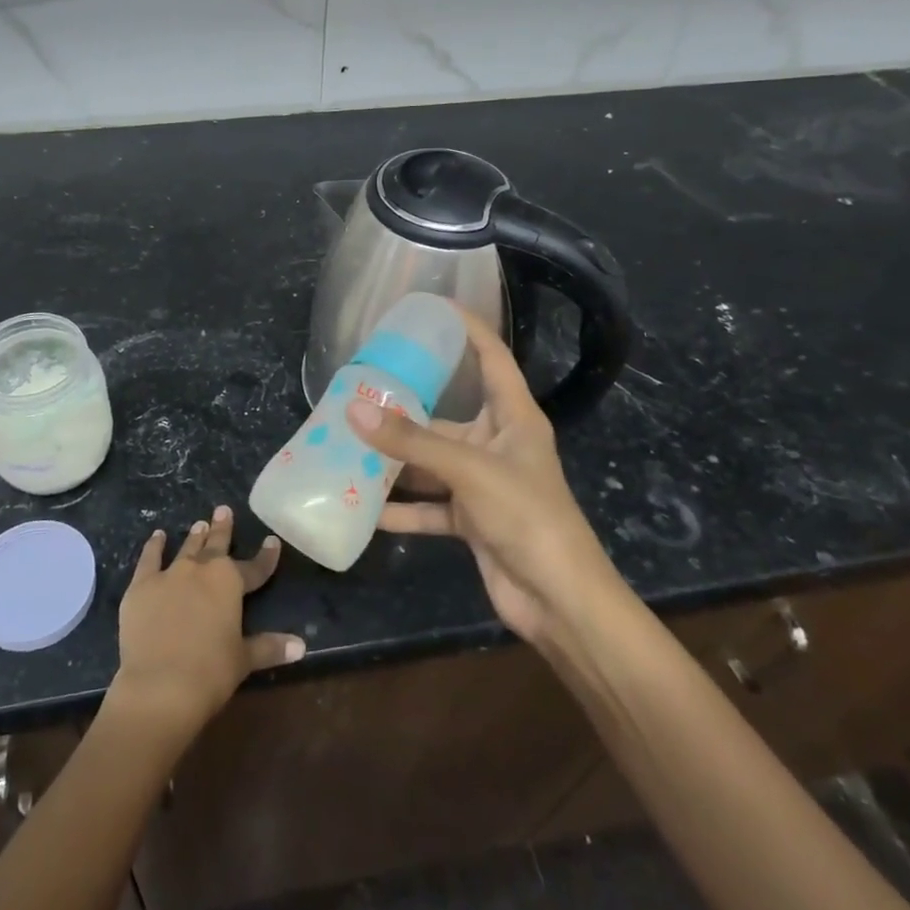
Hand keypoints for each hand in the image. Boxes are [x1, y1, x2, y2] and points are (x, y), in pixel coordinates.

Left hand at [109, 505, 304, 739]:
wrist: (160, 685)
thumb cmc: (210, 672)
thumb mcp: (244, 659)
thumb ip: (270, 647)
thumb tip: (301, 646)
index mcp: (230, 582)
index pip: (255, 567)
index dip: (266, 556)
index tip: (272, 541)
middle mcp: (202, 570)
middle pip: (216, 545)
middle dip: (223, 528)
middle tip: (223, 510)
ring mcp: (170, 574)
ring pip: (187, 548)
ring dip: (195, 536)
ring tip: (200, 523)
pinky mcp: (142, 585)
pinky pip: (149, 559)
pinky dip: (154, 546)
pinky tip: (158, 536)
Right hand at [348, 306, 617, 646]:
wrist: (561, 602)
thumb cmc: (527, 517)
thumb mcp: (469, 471)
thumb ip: (412, 442)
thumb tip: (353, 411)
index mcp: (514, 417)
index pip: (492, 357)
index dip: (467, 328)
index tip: (431, 307)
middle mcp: (497, 444)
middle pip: (447, 414)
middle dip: (406, 406)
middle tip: (360, 389)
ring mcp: (483, 484)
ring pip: (432, 462)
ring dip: (397, 460)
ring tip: (349, 444)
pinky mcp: (472, 520)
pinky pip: (429, 506)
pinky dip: (402, 508)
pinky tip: (365, 508)